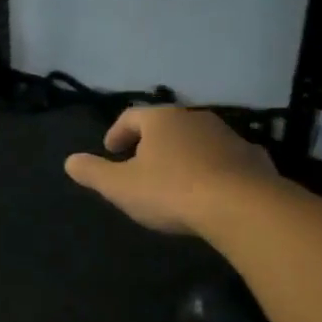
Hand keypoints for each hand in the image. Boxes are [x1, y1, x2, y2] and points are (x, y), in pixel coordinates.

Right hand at [65, 106, 278, 235]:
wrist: (241, 206)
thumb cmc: (171, 191)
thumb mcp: (121, 187)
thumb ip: (94, 172)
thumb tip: (69, 161)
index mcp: (161, 120)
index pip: (131, 116)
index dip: (117, 132)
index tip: (110, 150)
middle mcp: (195, 118)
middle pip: (166, 125)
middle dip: (151, 143)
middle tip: (140, 164)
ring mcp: (228, 135)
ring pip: (197, 140)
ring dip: (183, 154)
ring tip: (174, 179)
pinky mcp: (252, 157)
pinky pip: (225, 158)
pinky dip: (213, 168)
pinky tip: (211, 189)